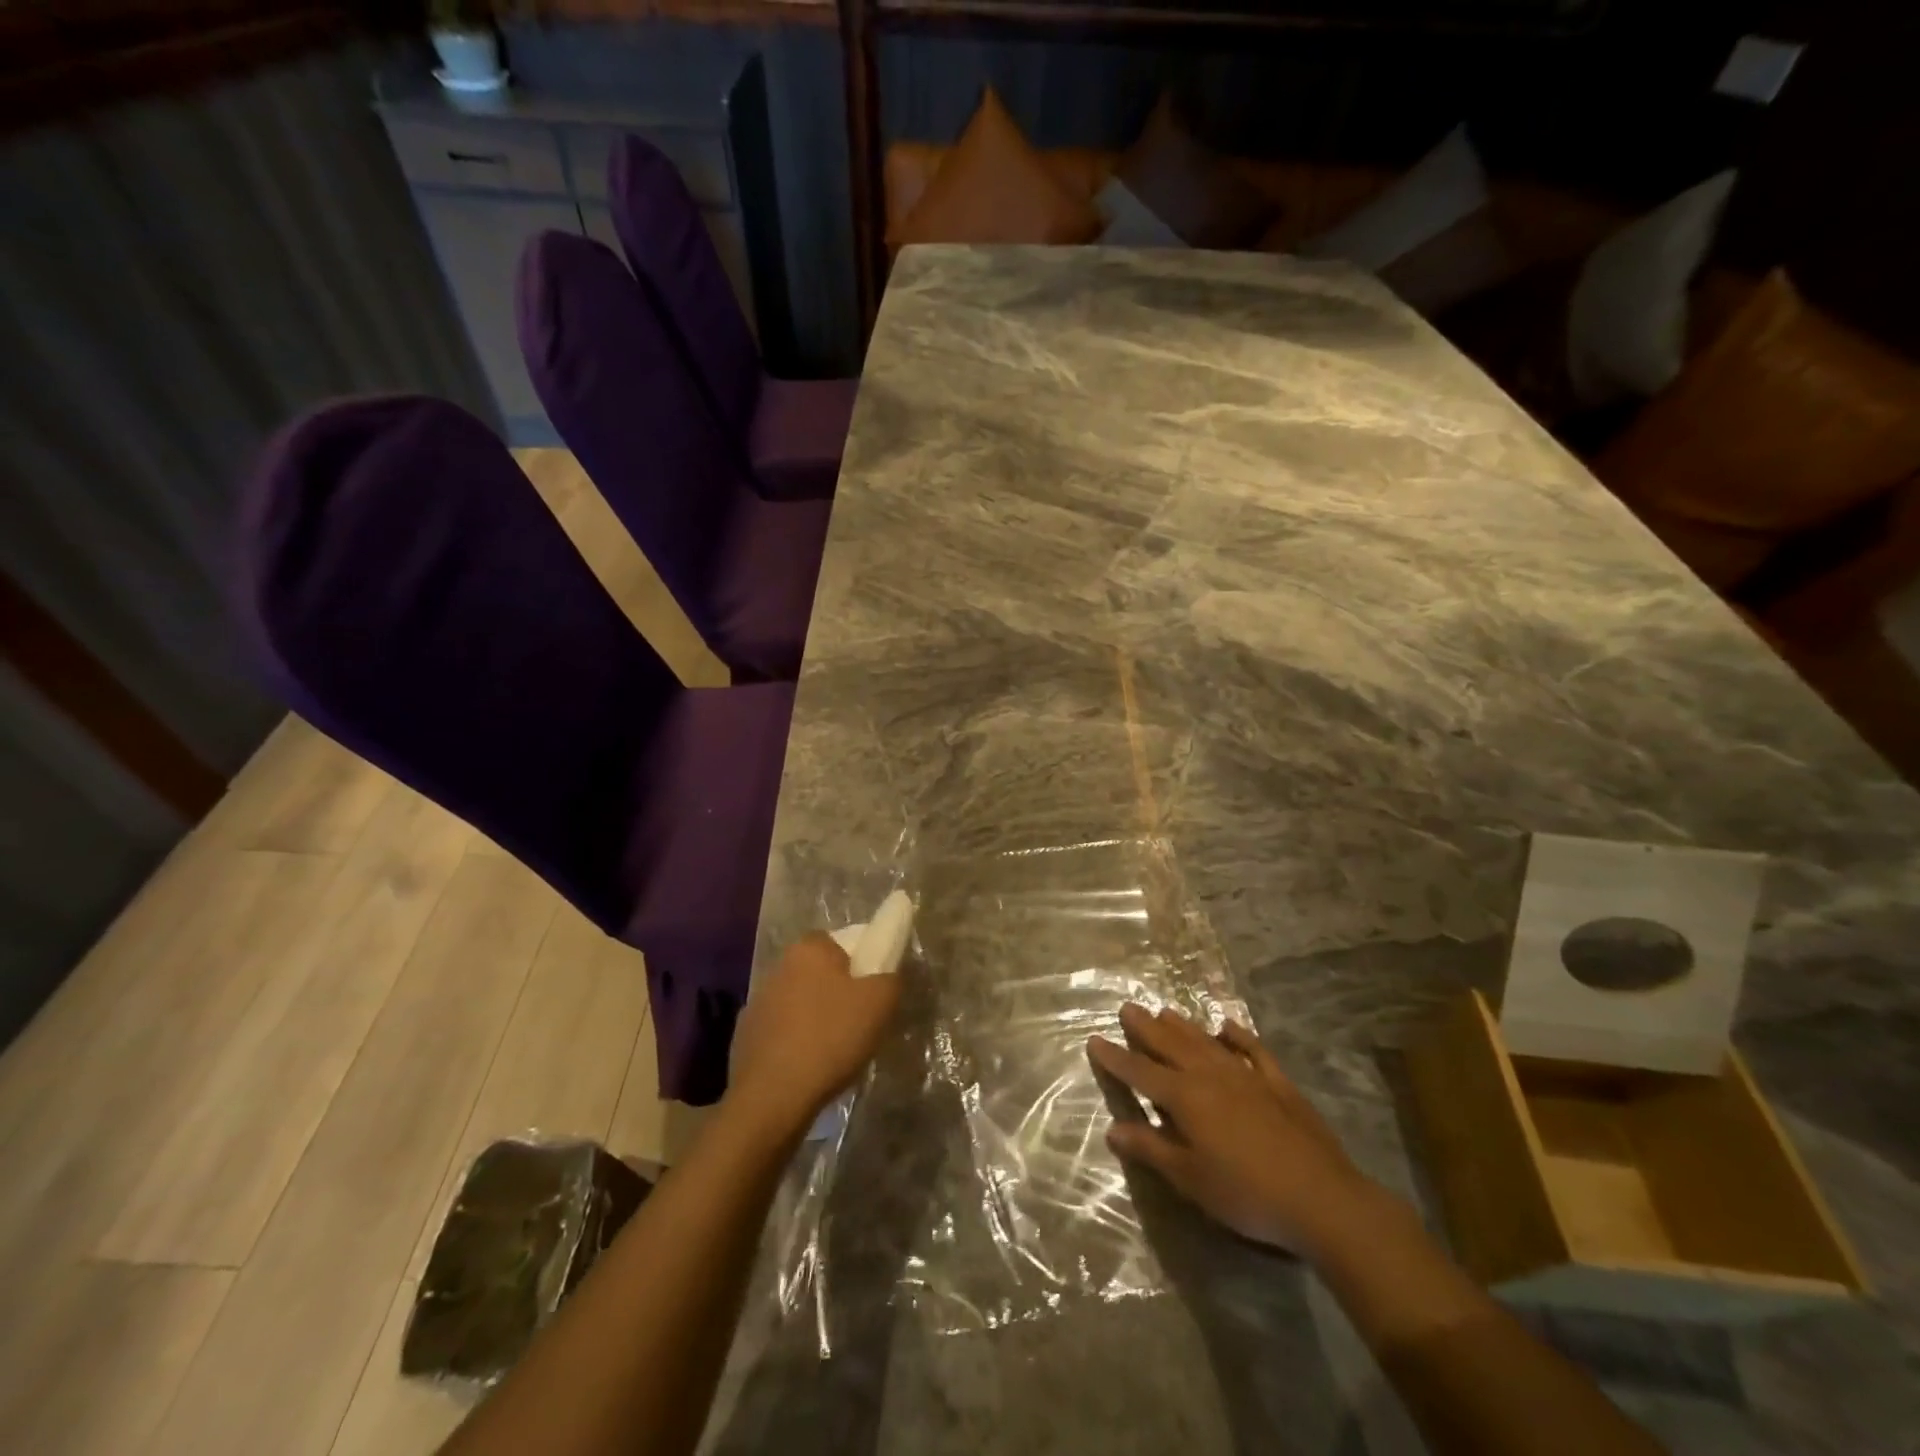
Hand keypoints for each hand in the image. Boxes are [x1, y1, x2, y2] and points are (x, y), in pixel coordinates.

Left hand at [727, 932, 902, 1135]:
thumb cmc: (830, 1038)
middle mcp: (778, 967)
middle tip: (859, 1020)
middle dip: (837, 991)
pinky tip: (809, 1066)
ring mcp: (757, 1002)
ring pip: (799, 1002)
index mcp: (809, 949)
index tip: (871, 991)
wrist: (772, 1097)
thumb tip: (887, 975)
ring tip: (836, 1049)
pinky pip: (782, 1031)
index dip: (859, 963)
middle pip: (818, 972)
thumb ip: (891, 978)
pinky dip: (796, 1043)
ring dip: (815, 1018)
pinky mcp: (746, 1036)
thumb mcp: (880, 1003)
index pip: (839, 942)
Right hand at [1088, 1003, 1386, 1256]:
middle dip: (1145, 1028)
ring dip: (1183, 1025)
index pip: (1140, 1072)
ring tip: (1164, 1010)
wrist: (1321, 1198)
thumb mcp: (1190, 1179)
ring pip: (1206, 1041)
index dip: (1116, 1058)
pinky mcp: (1278, 1083)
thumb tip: (1113, 1129)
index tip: (1095, 1039)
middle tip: (1127, 1007)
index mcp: (1185, 1097)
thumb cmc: (1246, 1193)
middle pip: (1171, 1045)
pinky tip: (1227, 1027)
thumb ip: (1151, 1149)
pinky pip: (1252, 1050)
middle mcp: (1210, 1075)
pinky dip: (1237, 1036)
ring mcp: (1246, 1075)